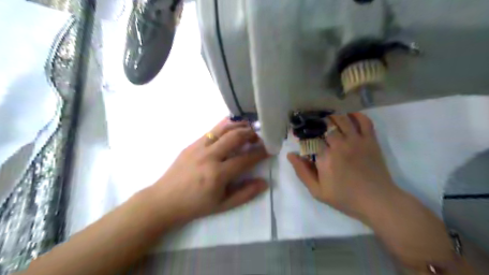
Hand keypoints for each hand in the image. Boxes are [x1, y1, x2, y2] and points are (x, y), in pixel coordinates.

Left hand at [149, 118, 270, 225]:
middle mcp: (209, 157)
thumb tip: (264, 183)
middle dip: (251, 134)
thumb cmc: (195, 206)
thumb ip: (245, 194)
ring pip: (223, 128)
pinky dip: (224, 126)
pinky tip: (231, 128)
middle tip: (258, 137)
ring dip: (239, 126)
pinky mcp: (191, 144)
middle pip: (235, 137)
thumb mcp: (222, 206)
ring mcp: (198, 147)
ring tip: (248, 128)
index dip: (260, 153)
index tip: (269, 149)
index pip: (245, 159)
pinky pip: (211, 130)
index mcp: (217, 175)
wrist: (164, 201)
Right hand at [287, 111, 398, 220]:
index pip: (310, 138)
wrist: (376, 201)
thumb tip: (290, 155)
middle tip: (313, 124)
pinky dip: (357, 115)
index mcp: (325, 157)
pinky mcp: (370, 140)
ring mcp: (356, 141)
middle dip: (317, 123)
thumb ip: (302, 172)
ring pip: (342, 119)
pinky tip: (350, 115)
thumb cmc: (344, 197)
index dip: (304, 134)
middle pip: (325, 125)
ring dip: (333, 116)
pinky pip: (364, 121)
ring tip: (328, 118)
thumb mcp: (317, 191)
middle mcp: (340, 144)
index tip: (301, 135)